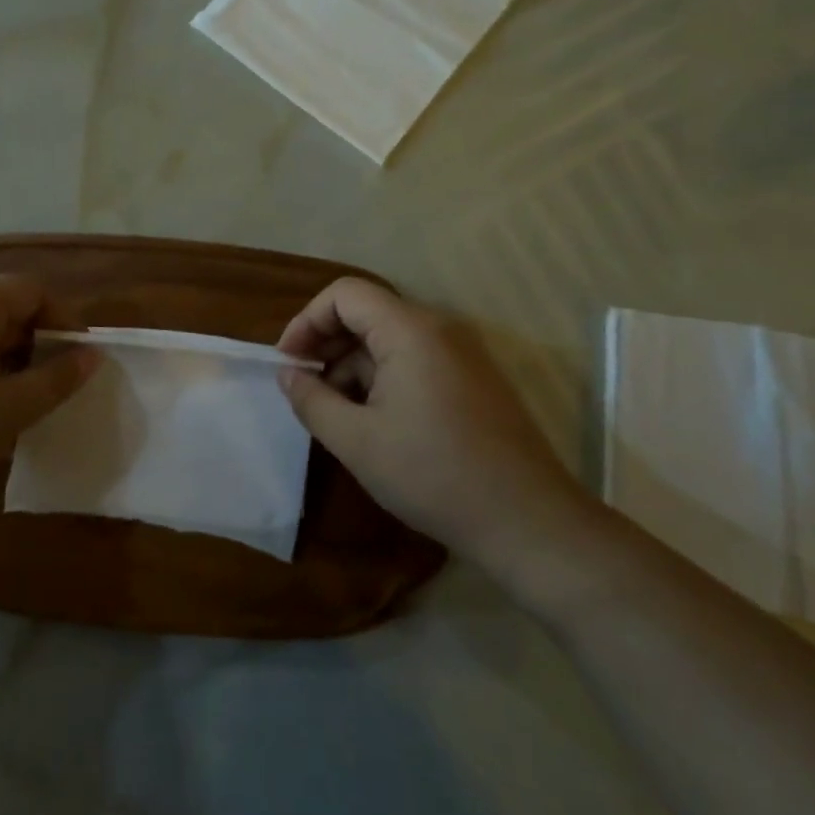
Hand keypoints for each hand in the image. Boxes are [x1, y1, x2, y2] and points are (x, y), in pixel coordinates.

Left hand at [0, 275, 97, 512]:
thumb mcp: (9, 411)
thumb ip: (56, 379)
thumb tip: (91, 355)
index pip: (32, 290)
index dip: (63, 319)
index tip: (77, 359)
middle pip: (1, 305)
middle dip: (32, 341)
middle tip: (44, 387)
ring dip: (1, 357)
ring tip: (7, 402)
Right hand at [276, 278, 603, 596]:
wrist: (527, 521)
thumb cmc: (433, 475)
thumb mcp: (356, 441)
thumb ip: (311, 400)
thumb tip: (287, 373)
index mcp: (410, 331)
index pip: (344, 293)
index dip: (307, 320)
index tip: (289, 363)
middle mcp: (439, 328)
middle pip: (368, 312)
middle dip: (327, 344)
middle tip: (304, 388)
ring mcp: (461, 352)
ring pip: (390, 339)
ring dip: (353, 366)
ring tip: (335, 414)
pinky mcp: (473, 378)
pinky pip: (415, 359)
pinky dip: (383, 377)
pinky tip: (373, 422)